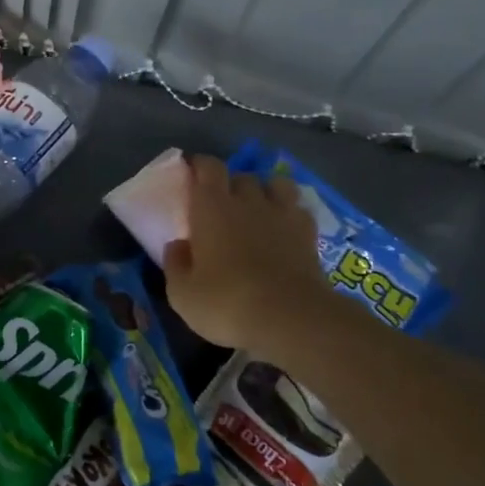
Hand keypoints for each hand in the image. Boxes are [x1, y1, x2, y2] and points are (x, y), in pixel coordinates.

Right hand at [162, 155, 345, 357]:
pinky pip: (298, 208)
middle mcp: (247, 201)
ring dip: (264, 190)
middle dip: (229, 183)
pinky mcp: (309, 234)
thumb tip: (177, 245)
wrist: (292, 319)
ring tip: (257, 207)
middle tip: (220, 204)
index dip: (199, 165)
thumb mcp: (182, 293)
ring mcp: (282, 215)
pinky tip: (283, 227)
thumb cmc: (227, 303)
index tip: (190, 173)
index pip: (207, 167)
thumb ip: (175, 264)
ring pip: (276, 184)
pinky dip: (289, 212)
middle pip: (240, 175)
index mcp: (211, 207)